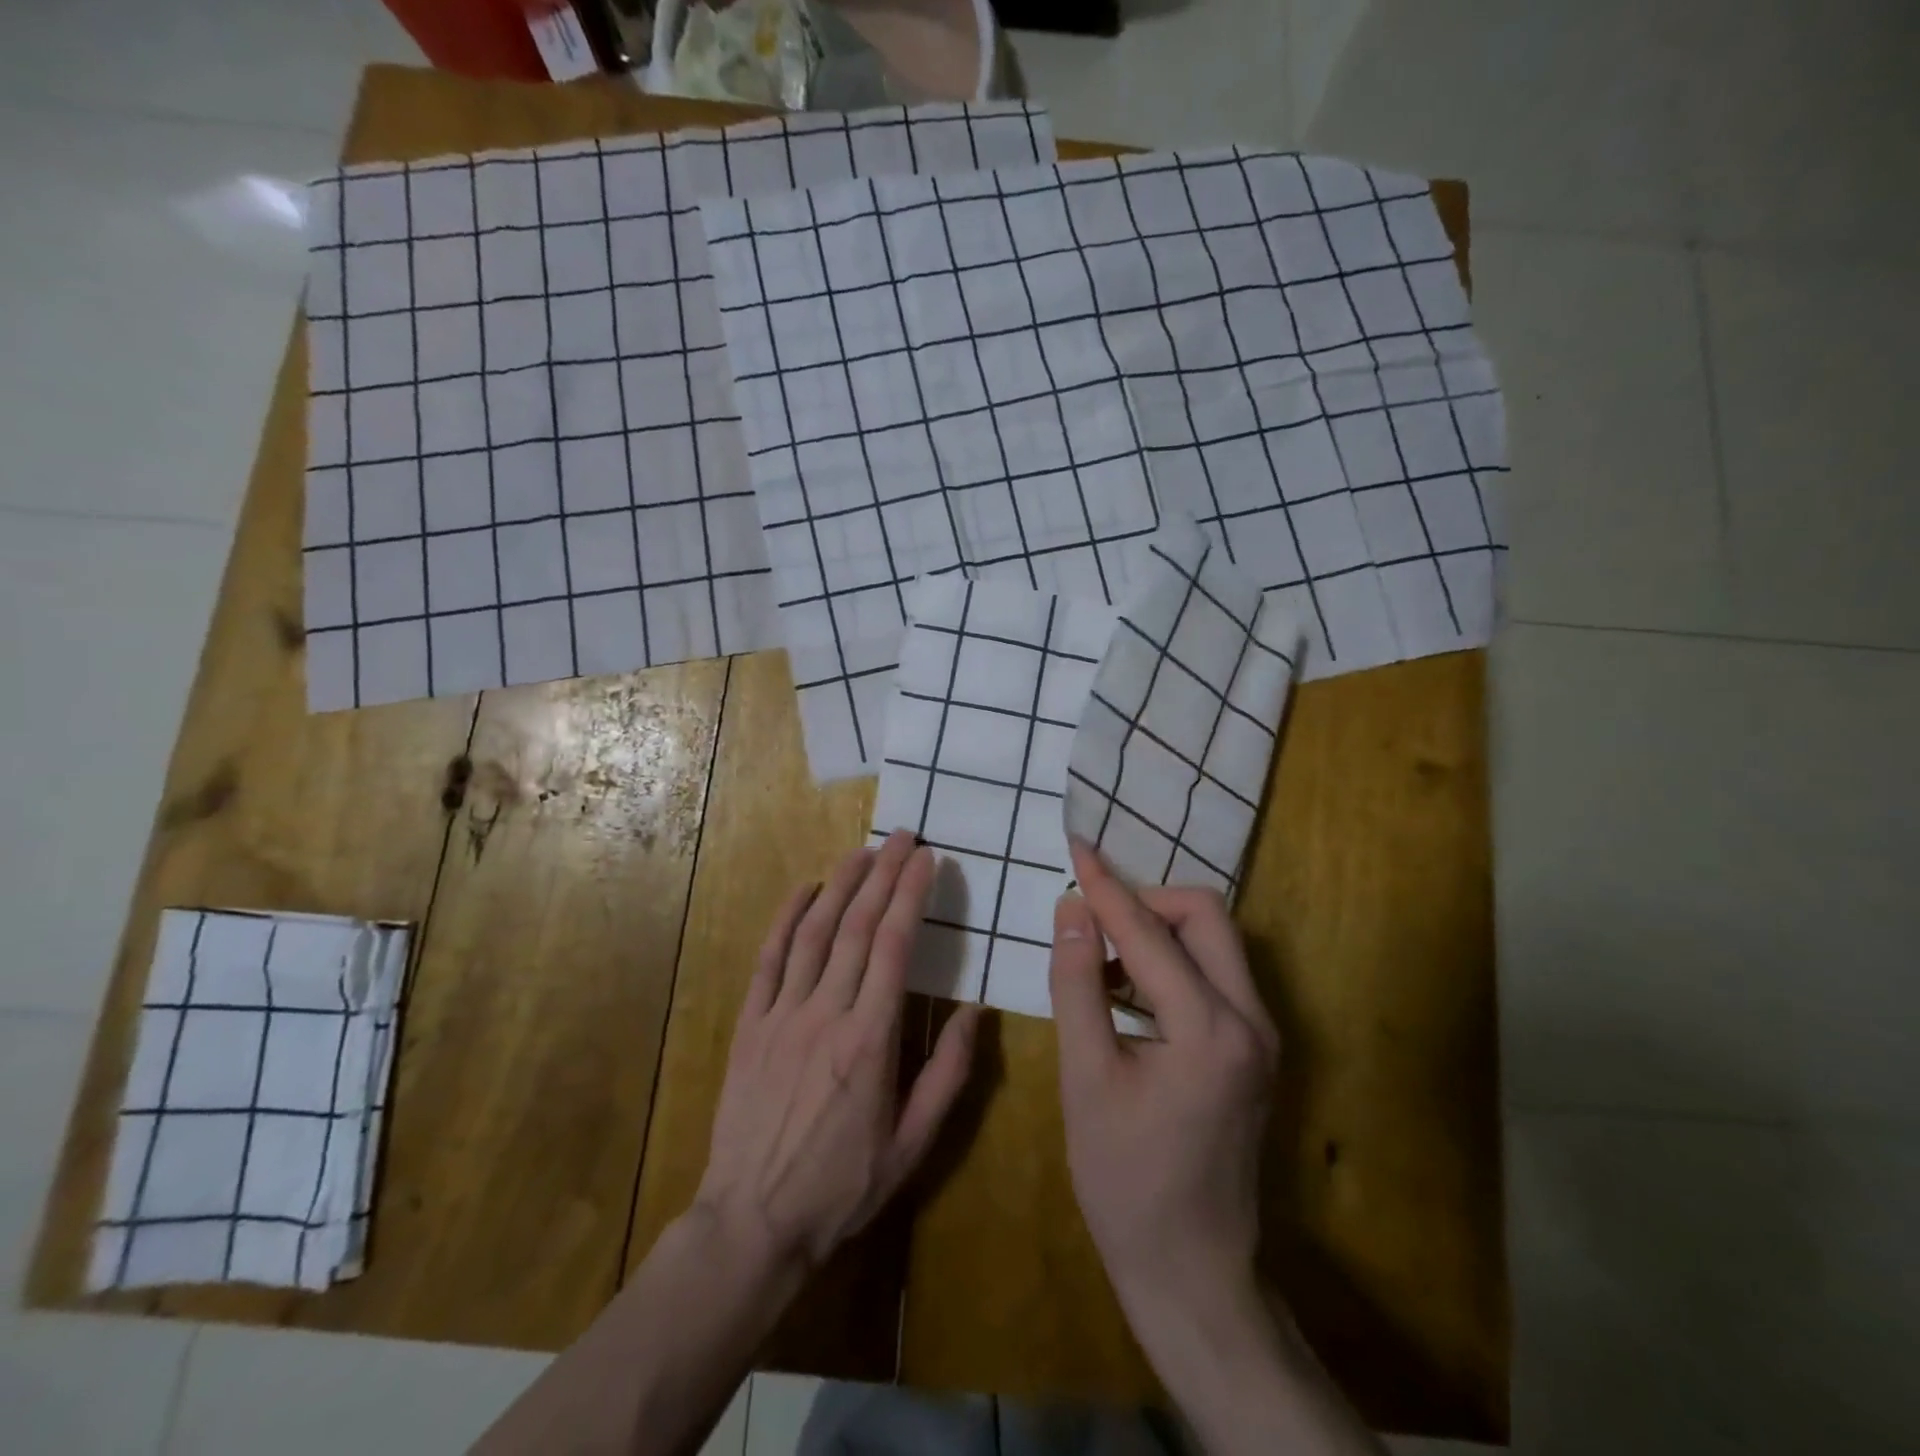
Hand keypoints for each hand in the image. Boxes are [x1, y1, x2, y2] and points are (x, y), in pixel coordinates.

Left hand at [693, 830, 981, 1272]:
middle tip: (903, 837)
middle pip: (857, 926)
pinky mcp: (750, 1024)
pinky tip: (805, 889)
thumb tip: (976, 1011)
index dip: (911, 895)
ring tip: (863, 851)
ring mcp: (782, 1014)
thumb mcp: (913, 1144)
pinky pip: (769, 959)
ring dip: (840, 884)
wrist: (751, 1222)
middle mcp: (826, 1012)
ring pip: (814, 932)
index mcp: (870, 1039)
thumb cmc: (842, 1186)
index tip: (928, 859)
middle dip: (883, 874)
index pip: (894, 946)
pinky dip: (787, 918)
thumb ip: (948, 1074)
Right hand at [1049, 838, 1278, 1315]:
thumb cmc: (1126, 1181)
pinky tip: (1128, 987)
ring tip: (1100, 951)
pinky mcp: (1256, 1048)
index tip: (1074, 846)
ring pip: (1215, 940)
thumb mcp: (1086, 1079)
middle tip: (1090, 916)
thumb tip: (1071, 910)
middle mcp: (1251, 1019)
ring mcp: (1263, 1034)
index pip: (1148, 931)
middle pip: (1205, 915)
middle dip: (1145, 900)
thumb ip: (1076, 985)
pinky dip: (1172, 960)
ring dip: (1159, 929)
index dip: (1104, 886)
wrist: (1193, 1271)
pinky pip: (1216, 973)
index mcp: (1209, 1028)